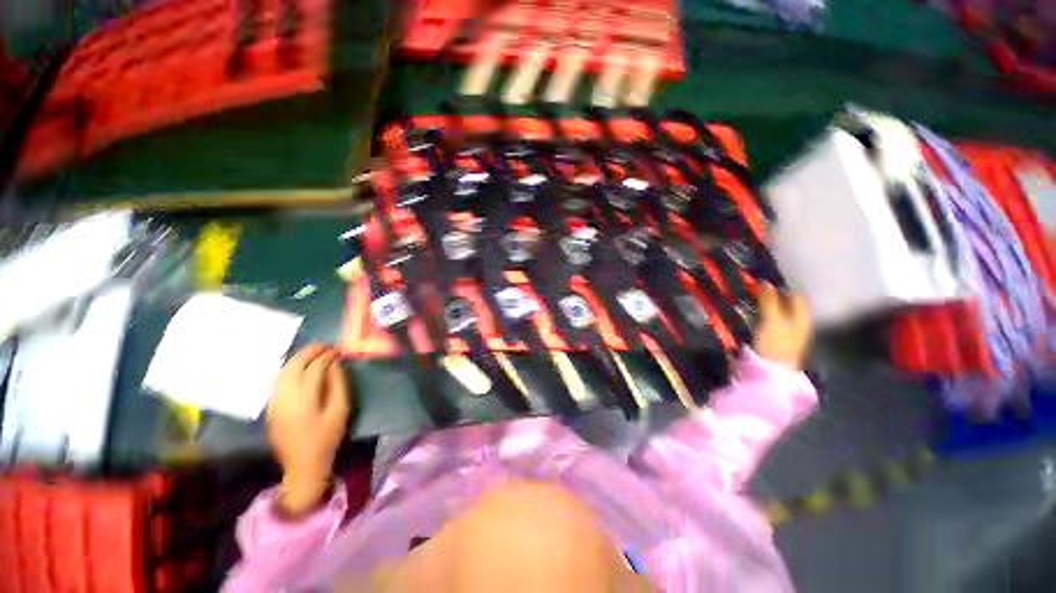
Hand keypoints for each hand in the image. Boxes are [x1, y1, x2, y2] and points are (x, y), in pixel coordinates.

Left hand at [267, 345, 352, 515]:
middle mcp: (284, 400)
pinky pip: (278, 381)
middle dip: (310, 352)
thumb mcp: (341, 411)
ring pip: (282, 372)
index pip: (313, 370)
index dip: (326, 356)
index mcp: (304, 403)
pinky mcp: (270, 407)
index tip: (338, 349)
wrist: (302, 465)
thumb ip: (338, 385)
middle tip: (326, 345)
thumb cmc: (327, 438)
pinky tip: (300, 366)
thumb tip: (335, 364)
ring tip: (314, 352)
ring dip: (298, 358)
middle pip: (293, 367)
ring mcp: (274, 404)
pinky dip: (289, 369)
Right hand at [753, 283, 812, 370]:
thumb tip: (765, 282)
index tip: (765, 281)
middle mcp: (798, 323)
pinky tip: (750, 314)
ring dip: (765, 306)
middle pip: (787, 304)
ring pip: (777, 313)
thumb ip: (769, 301)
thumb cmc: (775, 343)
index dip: (783, 287)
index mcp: (803, 317)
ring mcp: (787, 333)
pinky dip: (761, 315)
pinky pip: (769, 322)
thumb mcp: (772, 319)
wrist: (770, 371)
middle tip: (754, 289)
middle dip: (773, 296)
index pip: (796, 295)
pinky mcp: (774, 340)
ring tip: (749, 300)